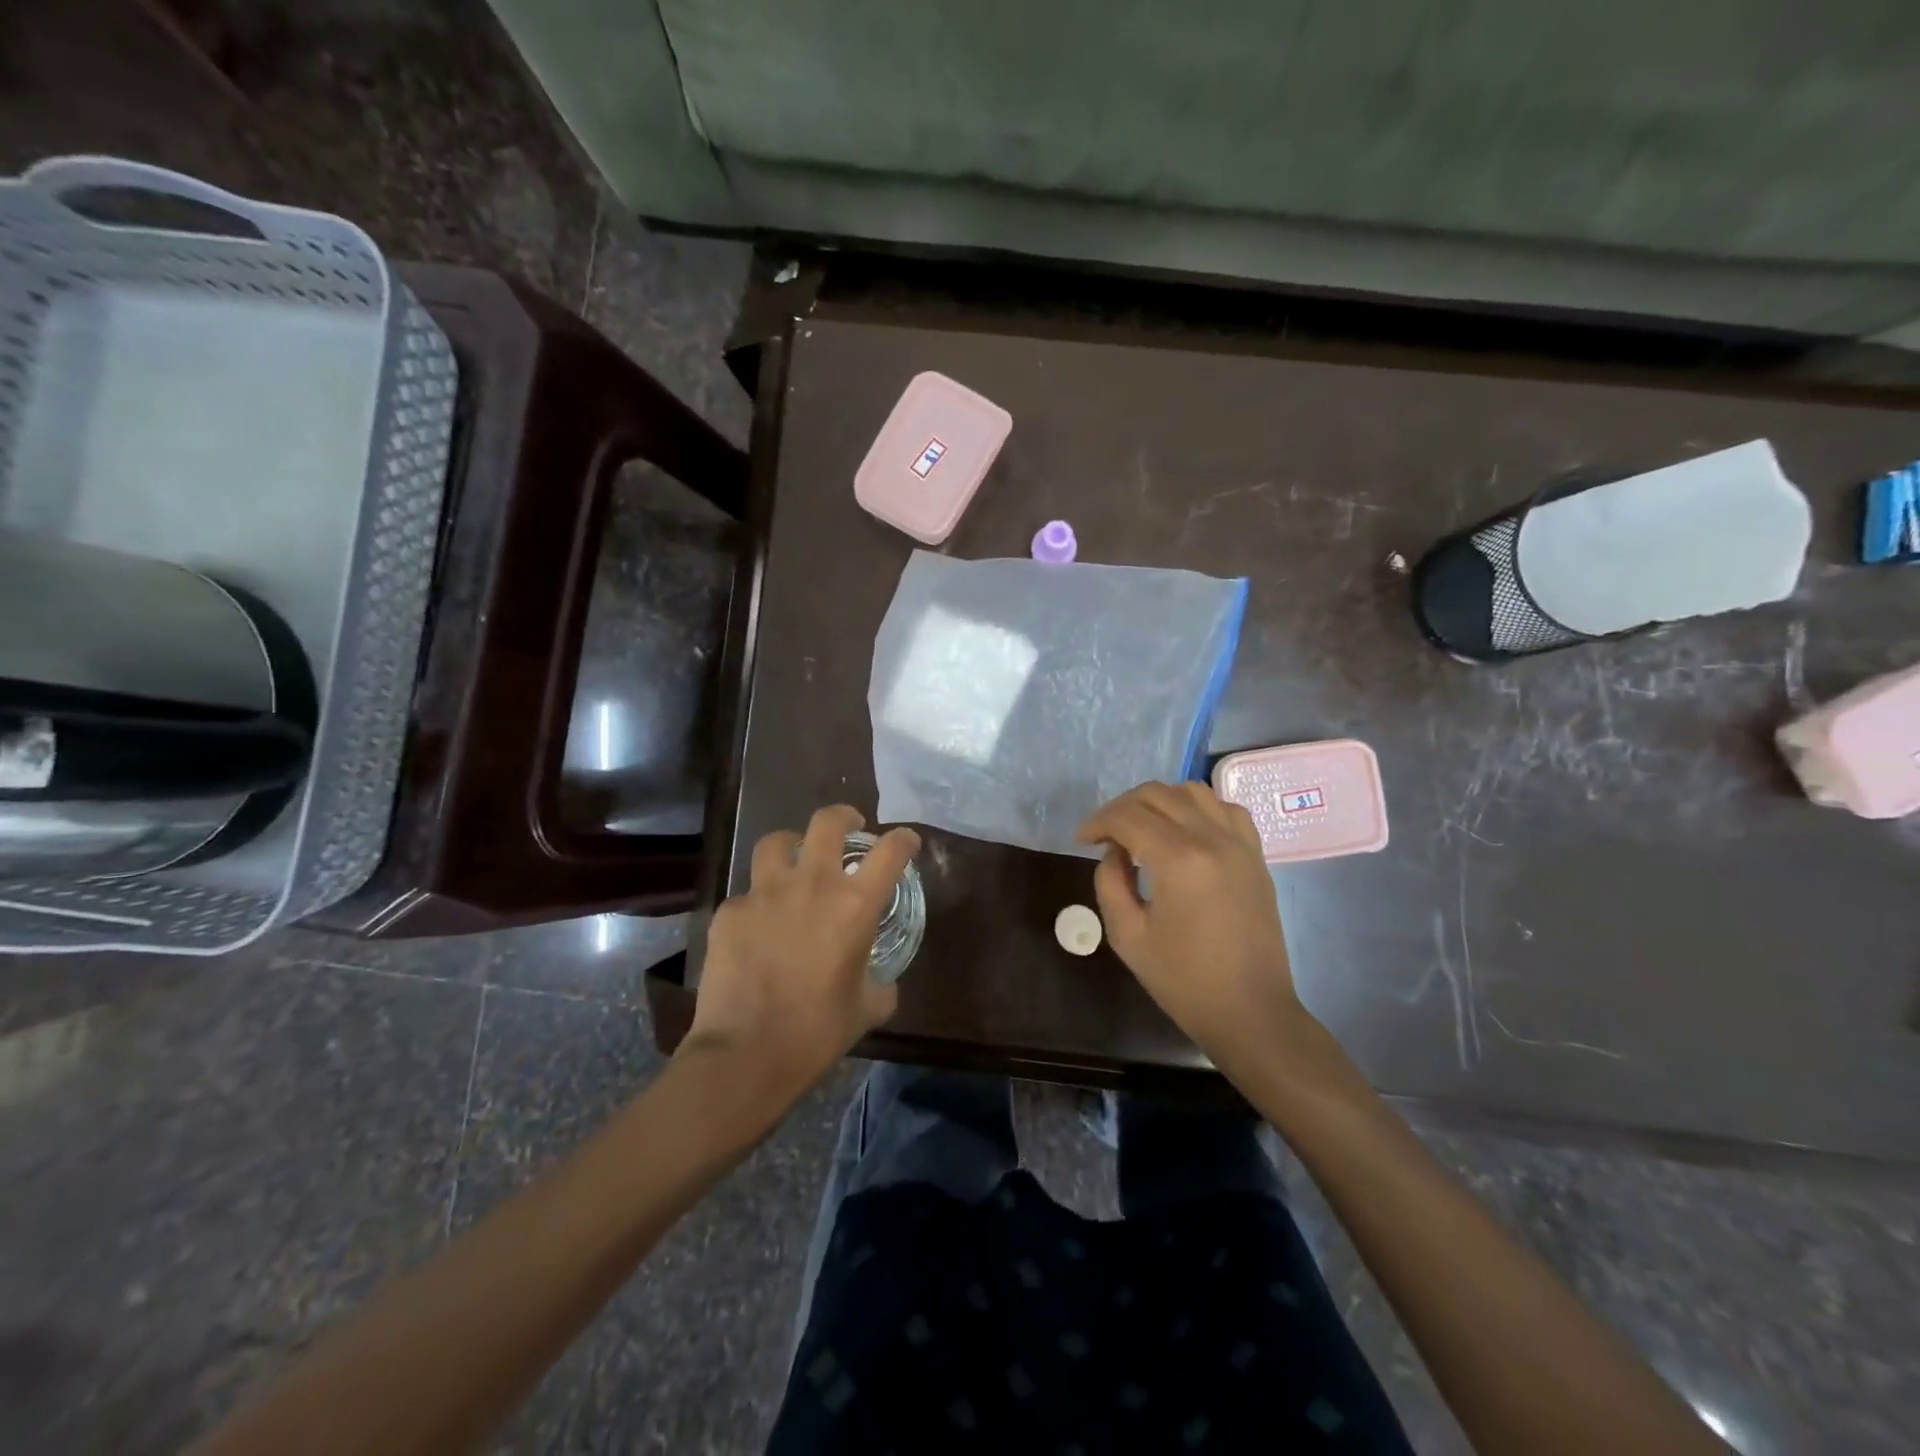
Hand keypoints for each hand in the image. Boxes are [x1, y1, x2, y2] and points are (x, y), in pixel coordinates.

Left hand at [684, 806, 919, 1110]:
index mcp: (854, 904)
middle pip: (827, 821)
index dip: (904, 840)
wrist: (745, 1055)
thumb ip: (881, 983)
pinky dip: (758, 902)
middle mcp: (811, 884)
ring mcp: (765, 893)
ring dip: (792, 846)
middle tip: (849, 828)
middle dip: (844, 817)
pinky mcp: (730, 912)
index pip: (890, 851)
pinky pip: (747, 894)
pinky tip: (758, 928)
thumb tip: (880, 979)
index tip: (906, 843)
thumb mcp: (867, 1009)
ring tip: (794, 862)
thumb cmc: (817, 1033)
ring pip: (776, 842)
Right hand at [1076, 781, 1309, 1065]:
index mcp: (1178, 860)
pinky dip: (1197, 807)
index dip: (1097, 822)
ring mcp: (1239, 843)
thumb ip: (1110, 882)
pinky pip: (1224, 808)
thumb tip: (1114, 851)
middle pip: (1157, 794)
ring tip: (1142, 827)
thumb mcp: (1127, 936)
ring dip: (1159, 801)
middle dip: (1122, 807)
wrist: (1250, 1011)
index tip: (1081, 839)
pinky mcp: (1255, 854)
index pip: (1127, 817)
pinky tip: (1184, 830)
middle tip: (1104, 834)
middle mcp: (1211, 838)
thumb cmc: (1183, 980)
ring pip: (1192, 791)